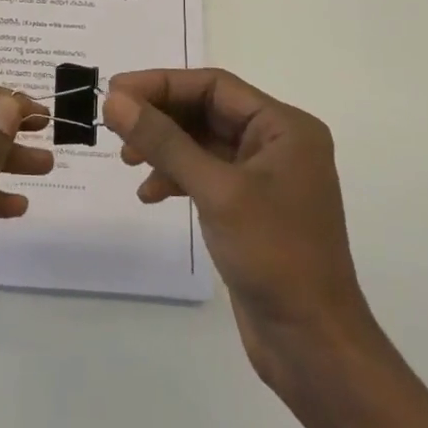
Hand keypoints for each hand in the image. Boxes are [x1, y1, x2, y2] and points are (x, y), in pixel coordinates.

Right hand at [104, 69, 380, 396]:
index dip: (162, 84)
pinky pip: (206, 174)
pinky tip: (150, 194)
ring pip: (203, 143)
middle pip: (207, 111)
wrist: (312, 344)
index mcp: (284, 127)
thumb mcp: (215, 191)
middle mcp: (277, 143)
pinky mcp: (249, 208)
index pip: (214, 86)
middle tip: (114, 124)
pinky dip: (176, 177)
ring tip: (127, 161)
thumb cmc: (274, 255)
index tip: (116, 91)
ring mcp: (264, 177)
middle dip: (161, 116)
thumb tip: (114, 100)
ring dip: (164, 147)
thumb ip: (163, 141)